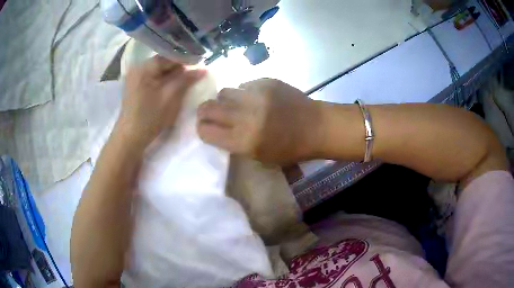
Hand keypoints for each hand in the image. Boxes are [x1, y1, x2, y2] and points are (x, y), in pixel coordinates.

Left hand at [116, 55, 205, 149]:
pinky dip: (165, 81)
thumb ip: (186, 80)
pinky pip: (154, 78)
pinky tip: (173, 87)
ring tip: (187, 81)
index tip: (201, 65)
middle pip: (164, 62)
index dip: (187, 60)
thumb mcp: (171, 97)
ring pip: (160, 71)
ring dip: (173, 75)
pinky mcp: (136, 86)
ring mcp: (136, 77)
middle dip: (180, 68)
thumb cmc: (150, 117)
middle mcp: (139, 67)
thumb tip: (203, 69)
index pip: (170, 56)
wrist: (130, 137)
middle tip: (196, 75)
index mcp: (145, 66)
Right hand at [197, 79, 322, 164]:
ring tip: (236, 105)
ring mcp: (256, 95)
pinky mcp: (267, 82)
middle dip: (204, 111)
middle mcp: (246, 116)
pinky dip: (245, 93)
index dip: (202, 129)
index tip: (205, 128)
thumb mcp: (259, 156)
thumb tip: (217, 128)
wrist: (316, 127)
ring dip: (226, 100)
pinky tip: (256, 99)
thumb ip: (235, 143)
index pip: (206, 131)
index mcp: (244, 140)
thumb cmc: (290, 149)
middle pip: (208, 107)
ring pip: (224, 91)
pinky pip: (244, 85)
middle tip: (209, 113)